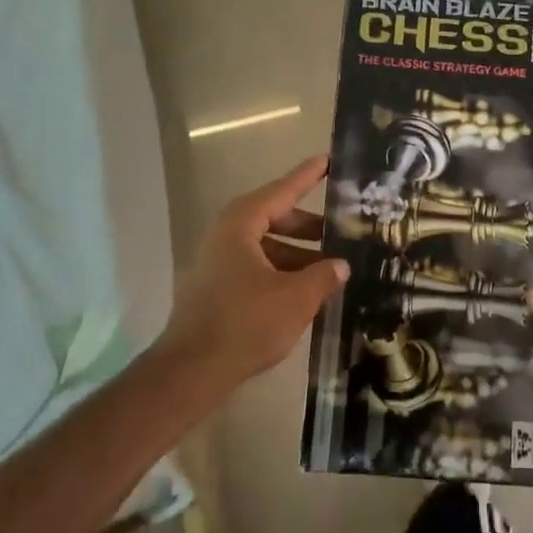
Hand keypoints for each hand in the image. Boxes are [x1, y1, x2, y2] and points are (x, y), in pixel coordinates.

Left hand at [156, 156, 348, 396]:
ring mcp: (217, 263)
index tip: (327, 161)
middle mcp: (225, 236)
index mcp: (241, 225)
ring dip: (297, 254)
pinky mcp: (216, 289)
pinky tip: (305, 293)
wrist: (192, 371)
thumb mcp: (296, 298)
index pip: (281, 191)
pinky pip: (256, 268)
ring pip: (266, 247)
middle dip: (308, 226)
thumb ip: (323, 276)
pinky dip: (281, 272)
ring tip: (330, 270)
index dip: (307, 177)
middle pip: (273, 218)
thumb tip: (341, 265)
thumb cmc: (246, 323)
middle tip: (340, 231)